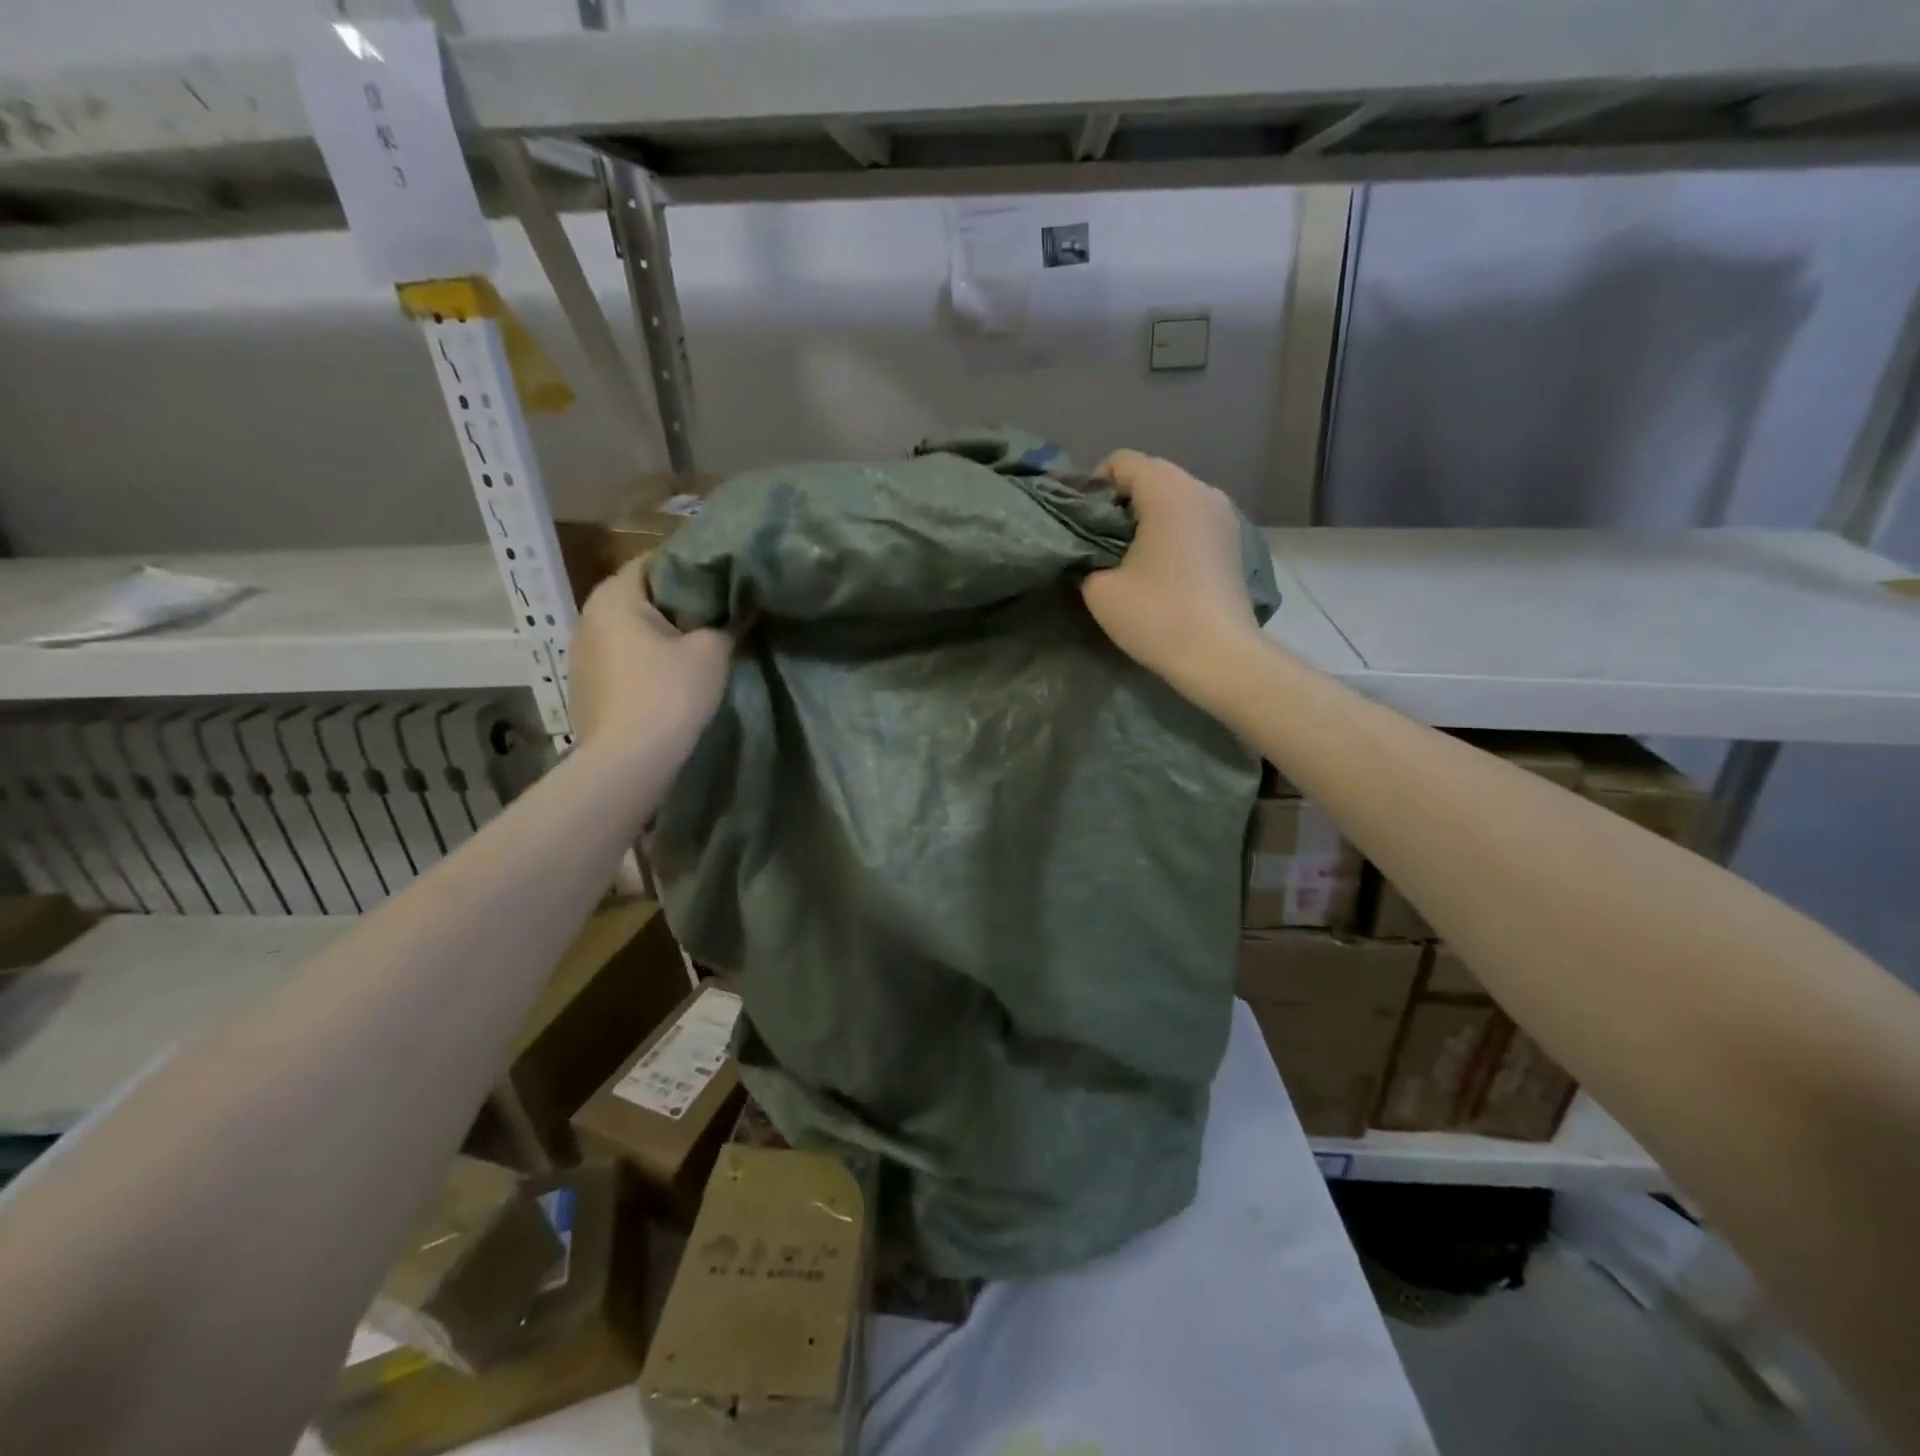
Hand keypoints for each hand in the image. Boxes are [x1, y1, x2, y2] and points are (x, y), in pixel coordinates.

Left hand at [569, 559, 733, 750]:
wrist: (629, 762)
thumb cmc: (669, 693)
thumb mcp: (711, 653)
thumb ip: (727, 624)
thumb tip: (742, 610)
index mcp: (613, 597)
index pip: (653, 562)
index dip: (690, 566)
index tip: (722, 577)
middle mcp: (588, 618)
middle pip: (640, 597)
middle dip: (677, 602)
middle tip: (718, 611)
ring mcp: (582, 656)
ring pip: (630, 631)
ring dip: (661, 635)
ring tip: (698, 645)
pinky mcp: (587, 688)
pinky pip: (623, 660)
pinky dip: (647, 661)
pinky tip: (672, 677)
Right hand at [1082, 450, 1259, 689]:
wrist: (1219, 656)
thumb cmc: (1156, 615)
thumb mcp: (1098, 588)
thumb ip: (1085, 558)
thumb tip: (1088, 553)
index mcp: (1168, 489)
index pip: (1121, 461)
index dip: (1092, 487)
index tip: (1079, 523)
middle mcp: (1201, 490)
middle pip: (1150, 476)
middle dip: (1119, 502)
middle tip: (1096, 542)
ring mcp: (1224, 515)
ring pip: (1173, 499)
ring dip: (1145, 518)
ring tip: (1126, 556)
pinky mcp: (1233, 542)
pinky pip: (1191, 520)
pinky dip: (1170, 532)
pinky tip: (1158, 568)